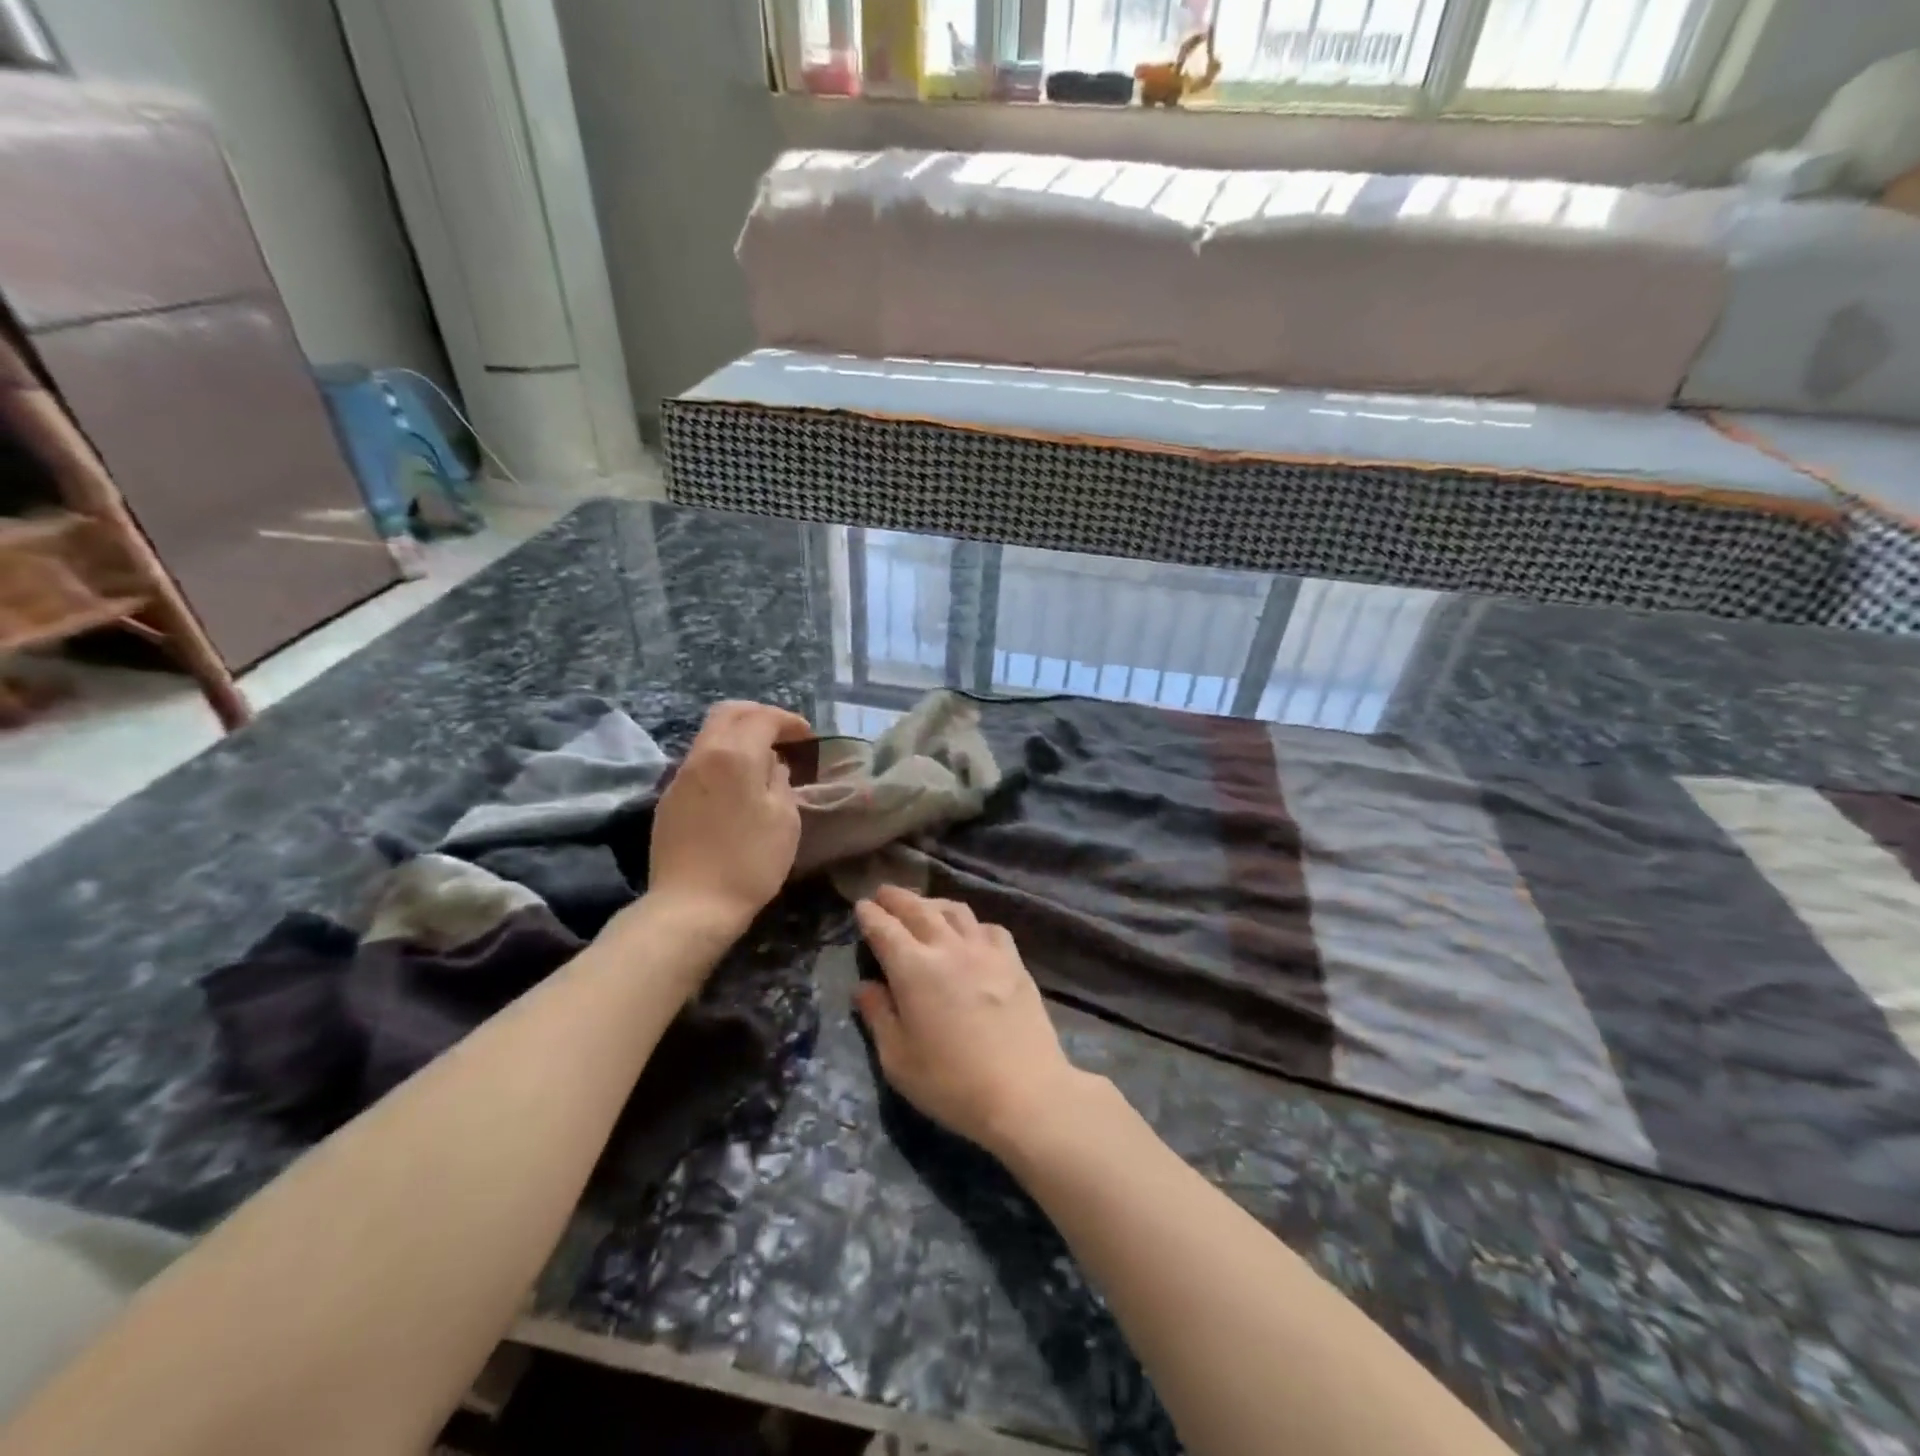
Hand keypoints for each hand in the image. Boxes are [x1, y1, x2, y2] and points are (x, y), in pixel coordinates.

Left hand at [648, 701, 813, 931]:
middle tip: (782, 733)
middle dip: (758, 715)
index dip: (788, 721)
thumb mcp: (785, 820)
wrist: (692, 905)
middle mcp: (703, 755)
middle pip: (728, 713)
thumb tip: (772, 765)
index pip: (762, 718)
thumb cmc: (750, 861)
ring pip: (710, 735)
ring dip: (738, 735)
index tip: (807, 735)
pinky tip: (736, 784)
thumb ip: (781, 781)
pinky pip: (699, 761)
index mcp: (735, 755)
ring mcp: (681, 776)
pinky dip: (722, 757)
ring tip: (762, 757)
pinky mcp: (669, 799)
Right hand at [853, 885, 1086, 1155]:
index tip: (861, 905)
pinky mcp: (1014, 961)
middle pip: (918, 909)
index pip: (885, 929)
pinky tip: (970, 933)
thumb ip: (878, 1016)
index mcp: (914, 969)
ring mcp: (985, 950)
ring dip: (933, 903)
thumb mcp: (898, 1060)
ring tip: (923, 907)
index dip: (870, 915)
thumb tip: (864, 985)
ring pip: (955, 911)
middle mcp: (948, 948)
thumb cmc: (951, 1083)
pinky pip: (988, 928)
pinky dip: (972, 923)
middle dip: (897, 898)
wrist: (1025, 1092)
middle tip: (884, 893)